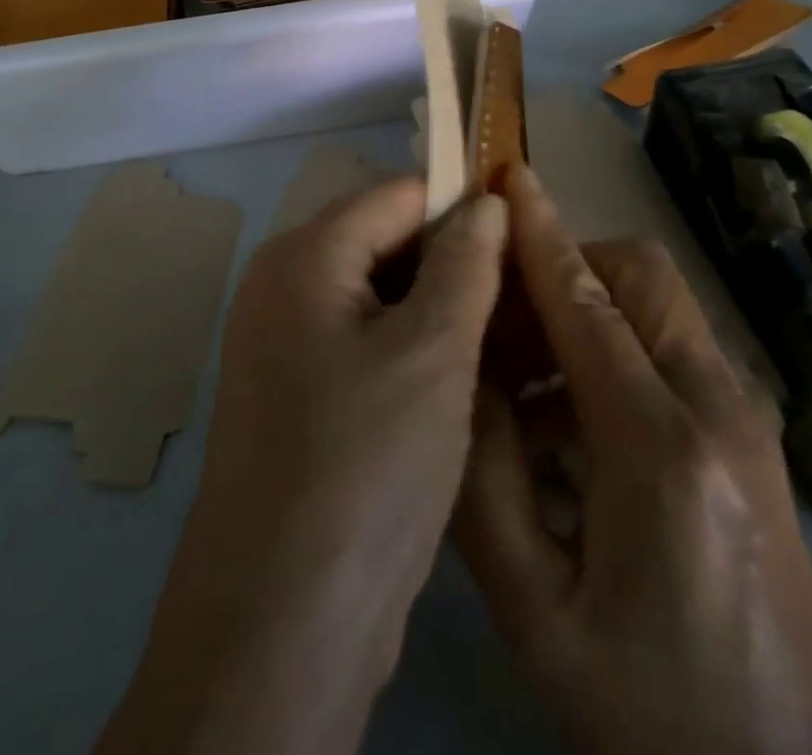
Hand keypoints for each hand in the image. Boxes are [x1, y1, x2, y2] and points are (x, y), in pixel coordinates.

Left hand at [96, 177, 507, 754]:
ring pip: (377, 296)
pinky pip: (362, 342)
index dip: (462, 202)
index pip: (395, 194)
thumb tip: (486, 201)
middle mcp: (283, 285)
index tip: (528, 228)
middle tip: (526, 291)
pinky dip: (410, 346)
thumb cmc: (365, 465)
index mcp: (304, 256)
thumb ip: (464, 264)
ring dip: (437, 307)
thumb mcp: (433, 353)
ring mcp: (284, 341)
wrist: (283, 618)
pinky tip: (462, 374)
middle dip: (452, 258)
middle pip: (382, 241)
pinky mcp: (298, 391)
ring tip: (508, 330)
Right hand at [456, 165, 811, 754]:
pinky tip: (563, 415)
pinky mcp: (749, 430)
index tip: (507, 177)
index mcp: (659, 452)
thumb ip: (481, 481)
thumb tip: (460, 374)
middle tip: (499, 313)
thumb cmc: (651, 704)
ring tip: (520, 370)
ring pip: (656, 299)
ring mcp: (745, 416)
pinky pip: (668, 342)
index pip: (586, 306)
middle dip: (563, 265)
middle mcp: (717, 410)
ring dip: (583, 302)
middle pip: (637, 276)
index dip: (540, 235)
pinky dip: (610, 341)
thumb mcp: (535, 610)